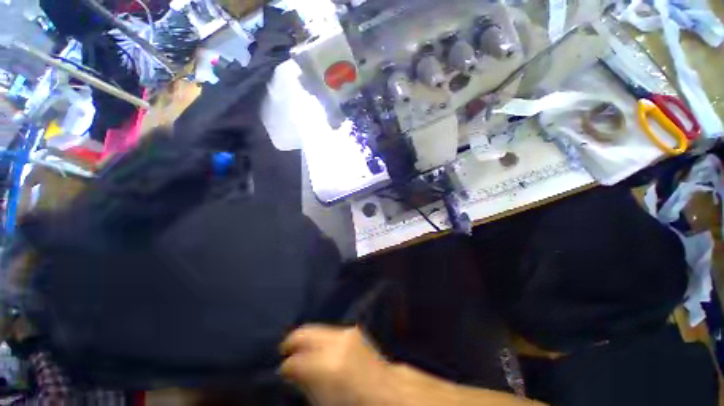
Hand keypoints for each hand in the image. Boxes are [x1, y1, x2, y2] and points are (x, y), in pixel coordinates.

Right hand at [280, 325, 393, 405]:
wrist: (385, 390)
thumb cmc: (353, 403)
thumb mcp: (323, 401)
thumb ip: (305, 383)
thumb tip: (291, 371)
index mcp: (328, 366)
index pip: (296, 361)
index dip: (285, 367)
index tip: (281, 370)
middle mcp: (336, 342)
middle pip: (304, 333)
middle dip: (292, 341)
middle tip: (284, 351)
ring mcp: (346, 332)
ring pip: (316, 329)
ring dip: (307, 339)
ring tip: (300, 349)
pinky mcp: (352, 330)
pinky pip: (328, 331)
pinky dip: (319, 337)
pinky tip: (317, 347)